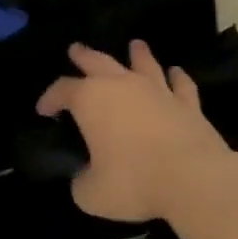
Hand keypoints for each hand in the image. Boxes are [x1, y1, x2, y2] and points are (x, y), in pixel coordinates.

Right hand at [35, 40, 236, 222]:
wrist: (194, 179)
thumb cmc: (133, 182)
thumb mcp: (90, 193)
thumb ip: (81, 180)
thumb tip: (85, 176)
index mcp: (90, 100)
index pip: (62, 90)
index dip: (49, 98)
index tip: (43, 110)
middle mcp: (122, 86)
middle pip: (98, 62)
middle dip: (84, 56)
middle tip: (76, 49)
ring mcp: (158, 91)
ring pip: (144, 64)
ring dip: (137, 54)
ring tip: (135, 45)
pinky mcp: (189, 105)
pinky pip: (181, 85)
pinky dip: (176, 77)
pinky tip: (175, 72)